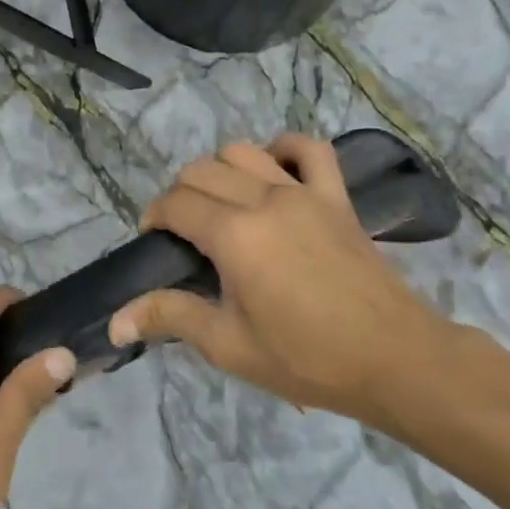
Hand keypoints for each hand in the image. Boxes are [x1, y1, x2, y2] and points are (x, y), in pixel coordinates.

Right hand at [109, 134, 457, 431]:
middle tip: (185, 233)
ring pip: (242, 151)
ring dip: (220, 170)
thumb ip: (170, 317)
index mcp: (234, 235)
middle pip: (201, 171)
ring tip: (222, 204)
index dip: (155, 217)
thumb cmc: (306, 359)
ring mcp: (303, 191)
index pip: (175, 203)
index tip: (155, 242)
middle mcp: (263, 199)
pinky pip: (308, 149)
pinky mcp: (335, 196)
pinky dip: (283, 148)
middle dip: (180, 194)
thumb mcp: (229, 345)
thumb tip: (116, 322)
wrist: (393, 360)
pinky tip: (274, 170)